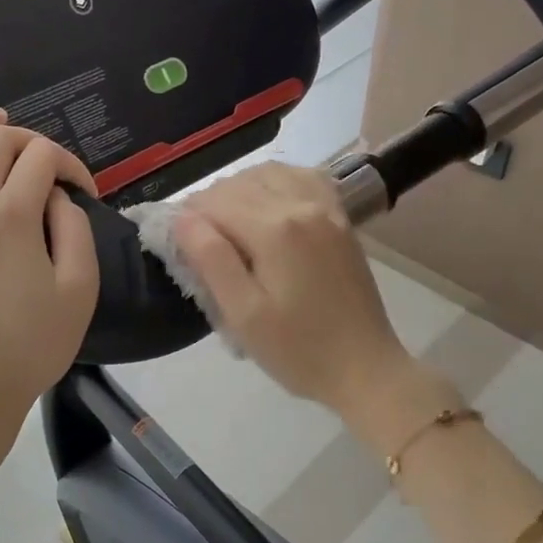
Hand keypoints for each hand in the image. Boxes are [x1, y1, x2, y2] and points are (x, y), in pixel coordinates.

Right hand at [174, 164, 415, 416]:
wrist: (366, 369)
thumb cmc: (298, 351)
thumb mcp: (244, 315)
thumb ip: (211, 259)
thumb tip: (181, 218)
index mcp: (275, 230)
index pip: (214, 202)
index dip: (187, 217)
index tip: (176, 243)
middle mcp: (301, 205)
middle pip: (239, 183)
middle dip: (210, 204)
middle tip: (197, 241)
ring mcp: (326, 208)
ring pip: (269, 173)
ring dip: (239, 189)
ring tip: (227, 223)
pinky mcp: (341, 218)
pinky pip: (302, 177)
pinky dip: (276, 181)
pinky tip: (267, 203)